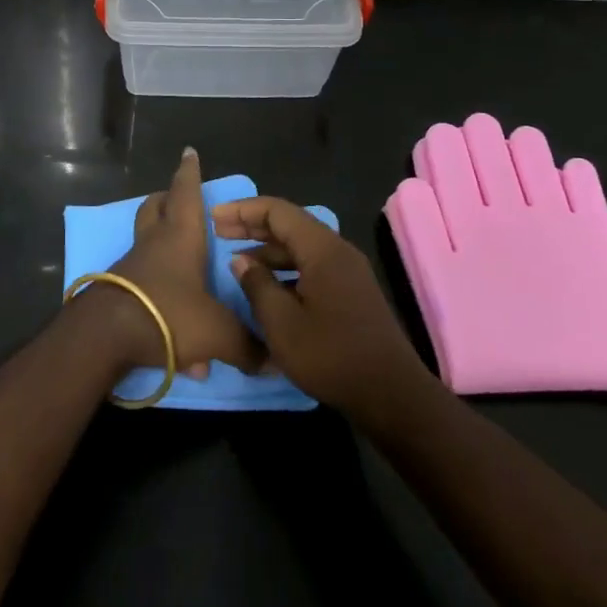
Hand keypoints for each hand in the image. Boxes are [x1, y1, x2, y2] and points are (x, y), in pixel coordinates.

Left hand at [96, 148, 264, 379]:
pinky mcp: (119, 292)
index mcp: (180, 236)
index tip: (188, 152)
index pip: (185, 191)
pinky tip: (182, 348)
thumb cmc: (167, 314)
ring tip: (187, 273)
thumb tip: (274, 361)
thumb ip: (247, 345)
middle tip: (177, 200)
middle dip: (166, 200)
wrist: (105, 337)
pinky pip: (144, 286)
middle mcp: (154, 243)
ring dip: (162, 249)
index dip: (189, 172)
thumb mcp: (217, 333)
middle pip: (155, 208)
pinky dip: (162, 300)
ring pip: (146, 244)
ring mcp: (132, 267)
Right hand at [213, 196, 431, 421]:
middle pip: (290, 224)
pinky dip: (286, 268)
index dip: (243, 211)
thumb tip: (240, 260)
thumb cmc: (331, 355)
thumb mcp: (281, 323)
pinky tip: (268, 287)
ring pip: (301, 246)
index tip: (213, 218)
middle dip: (253, 225)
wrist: (392, 395)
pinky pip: (312, 265)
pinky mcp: (352, 292)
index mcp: (322, 248)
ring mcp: (348, 271)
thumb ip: (257, 285)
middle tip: (219, 232)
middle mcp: (337, 250)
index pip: (277, 211)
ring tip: (237, 260)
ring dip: (269, 249)